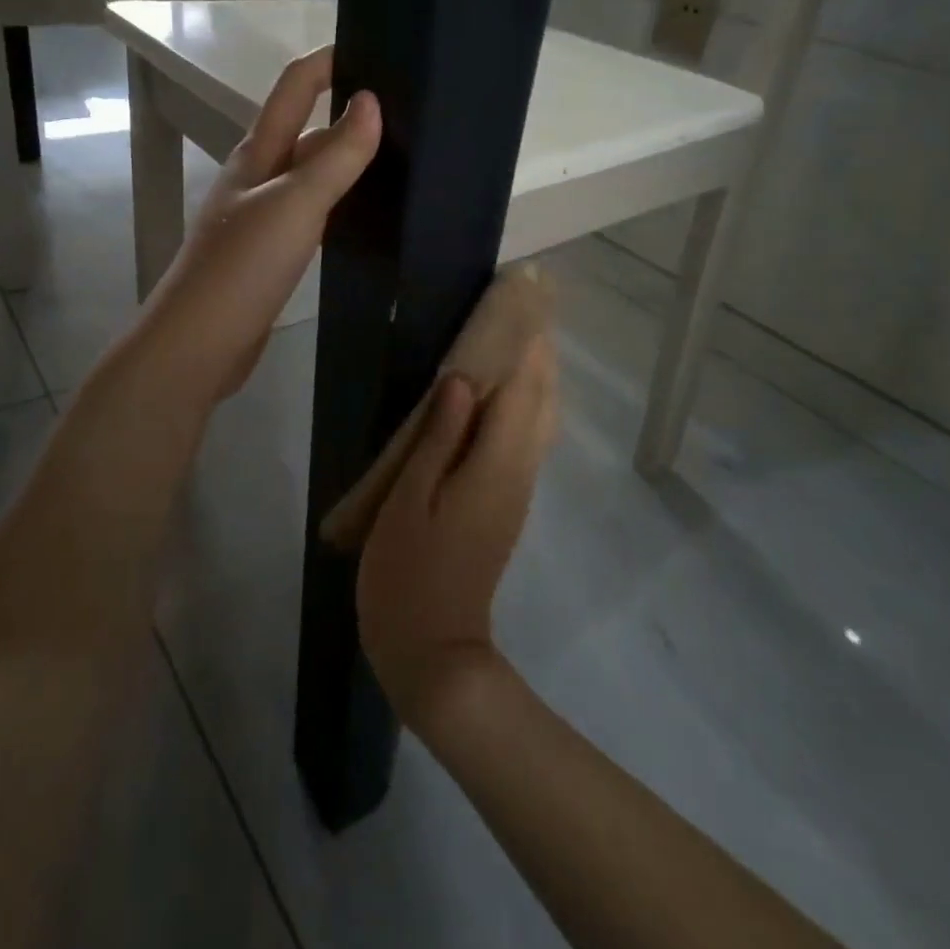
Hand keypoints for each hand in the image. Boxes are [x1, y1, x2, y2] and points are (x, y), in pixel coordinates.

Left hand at [135, 46, 379, 405]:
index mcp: (258, 154)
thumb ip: (336, 156)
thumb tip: (371, 100)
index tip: (375, 46)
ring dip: (346, 160)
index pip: (294, 87)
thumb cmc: (242, 266)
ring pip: (311, 174)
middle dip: (348, 113)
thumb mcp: (295, 204)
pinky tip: (366, 214)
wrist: (198, 344)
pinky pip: (312, 212)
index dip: (328, 60)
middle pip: (306, 130)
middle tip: (408, 111)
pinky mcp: (270, 253)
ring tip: (400, 156)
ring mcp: (262, 216)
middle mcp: (258, 176)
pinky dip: (339, 203)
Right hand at [356, 335, 559, 726]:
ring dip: (535, 375)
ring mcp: (516, 490)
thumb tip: (463, 380)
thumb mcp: (410, 500)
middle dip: (538, 351)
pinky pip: (526, 439)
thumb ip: (439, 437)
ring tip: (518, 335)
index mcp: (495, 465)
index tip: (524, 297)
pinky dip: (525, 404)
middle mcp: (518, 471)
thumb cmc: (408, 573)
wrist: (433, 651)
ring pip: (540, 419)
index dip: (525, 342)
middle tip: (526, 305)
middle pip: (541, 400)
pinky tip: (503, 393)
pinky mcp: (506, 502)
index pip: (521, 389)